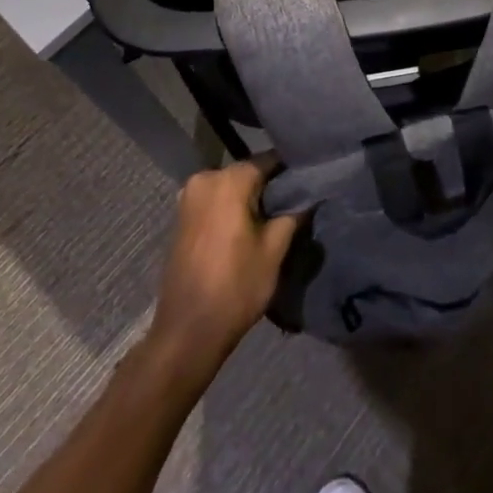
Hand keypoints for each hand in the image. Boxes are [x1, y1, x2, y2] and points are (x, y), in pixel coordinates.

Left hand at [146, 161, 297, 384]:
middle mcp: (204, 178)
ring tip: (275, 217)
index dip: (291, 171)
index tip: (310, 182)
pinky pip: (216, 201)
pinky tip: (249, 227)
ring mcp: (189, 197)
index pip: (269, 160)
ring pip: (231, 187)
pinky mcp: (182, 217)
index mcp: (228, 180)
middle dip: (270, 186)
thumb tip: (310, 193)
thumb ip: (294, 213)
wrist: (187, 333)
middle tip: (295, 202)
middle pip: (248, 172)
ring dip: (251, 198)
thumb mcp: (274, 250)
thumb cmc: (235, 288)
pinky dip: (232, 208)